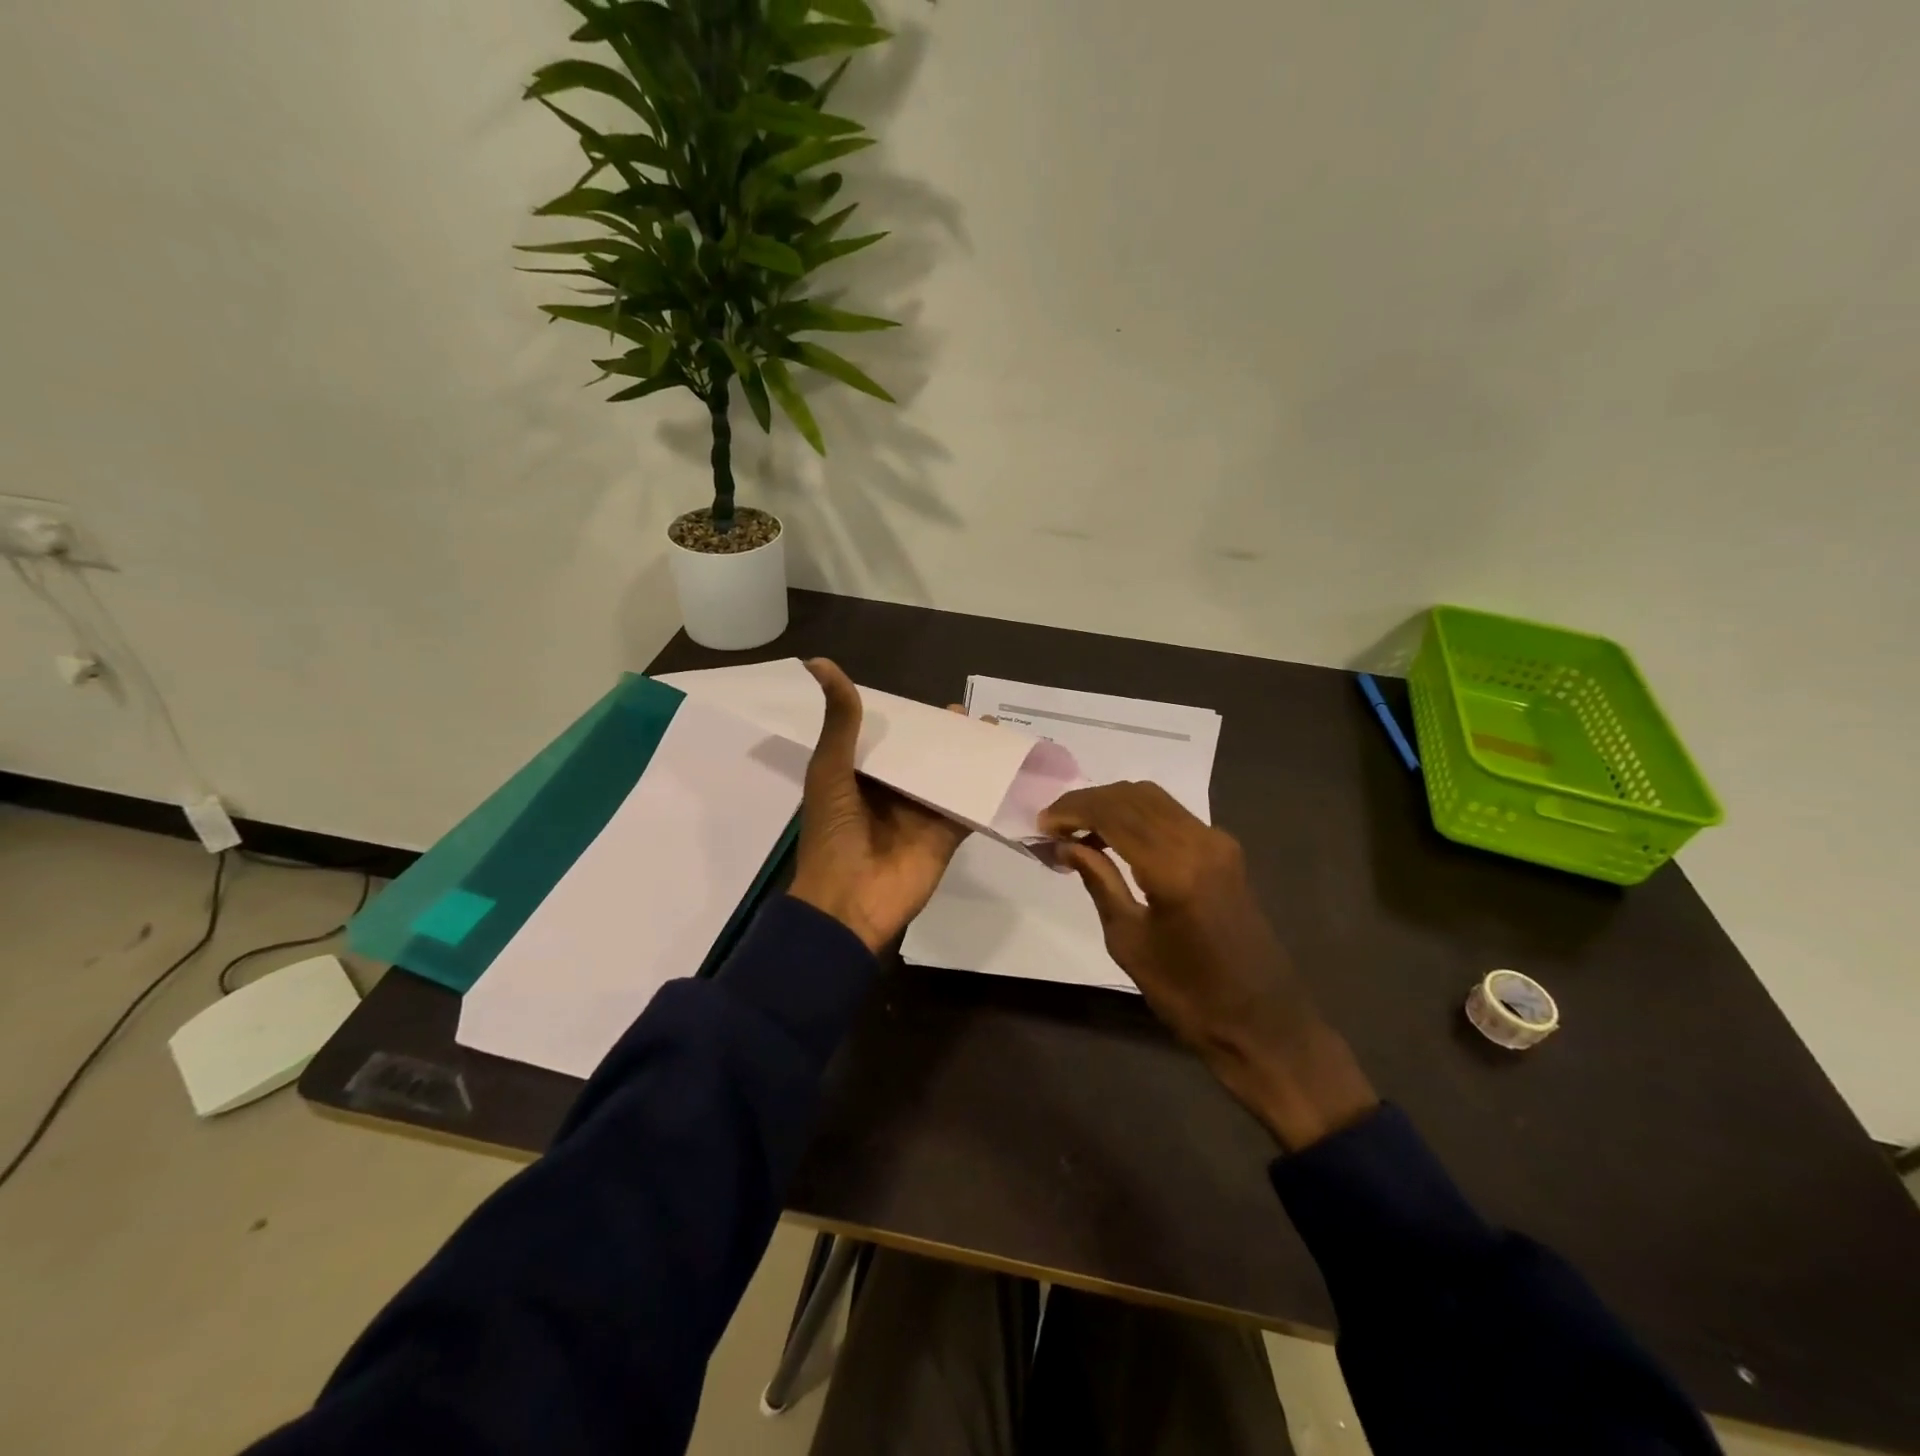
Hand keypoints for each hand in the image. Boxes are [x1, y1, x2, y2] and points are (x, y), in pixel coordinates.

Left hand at [788, 659, 970, 953]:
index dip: (905, 721)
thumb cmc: (833, 833)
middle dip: (943, 737)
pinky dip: (986, 789)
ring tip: (991, 731)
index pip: (887, 741)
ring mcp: (920, 814)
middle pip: (922, 757)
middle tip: (966, 714)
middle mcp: (891, 793)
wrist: (849, 902)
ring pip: (948, 778)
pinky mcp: (944, 835)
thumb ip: (840, 722)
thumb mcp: (831, 770)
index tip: (925, 702)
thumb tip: (820, 663)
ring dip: (968, 757)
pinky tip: (1006, 766)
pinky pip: (968, 806)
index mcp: (860, 778)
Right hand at [1040, 782, 1377, 1150]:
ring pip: (1154, 799)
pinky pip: (1172, 815)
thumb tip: (1066, 845)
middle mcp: (1200, 841)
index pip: (1113, 814)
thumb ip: (1099, 882)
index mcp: (1174, 868)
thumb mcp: (1129, 941)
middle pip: (1133, 796)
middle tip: (1054, 823)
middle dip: (1088, 801)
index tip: (1041, 824)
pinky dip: (1137, 815)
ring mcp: (1218, 842)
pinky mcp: (1225, 851)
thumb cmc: (1187, 994)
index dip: (1072, 811)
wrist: (1262, 1022)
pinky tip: (1113, 837)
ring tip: (1077, 829)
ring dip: (1112, 804)